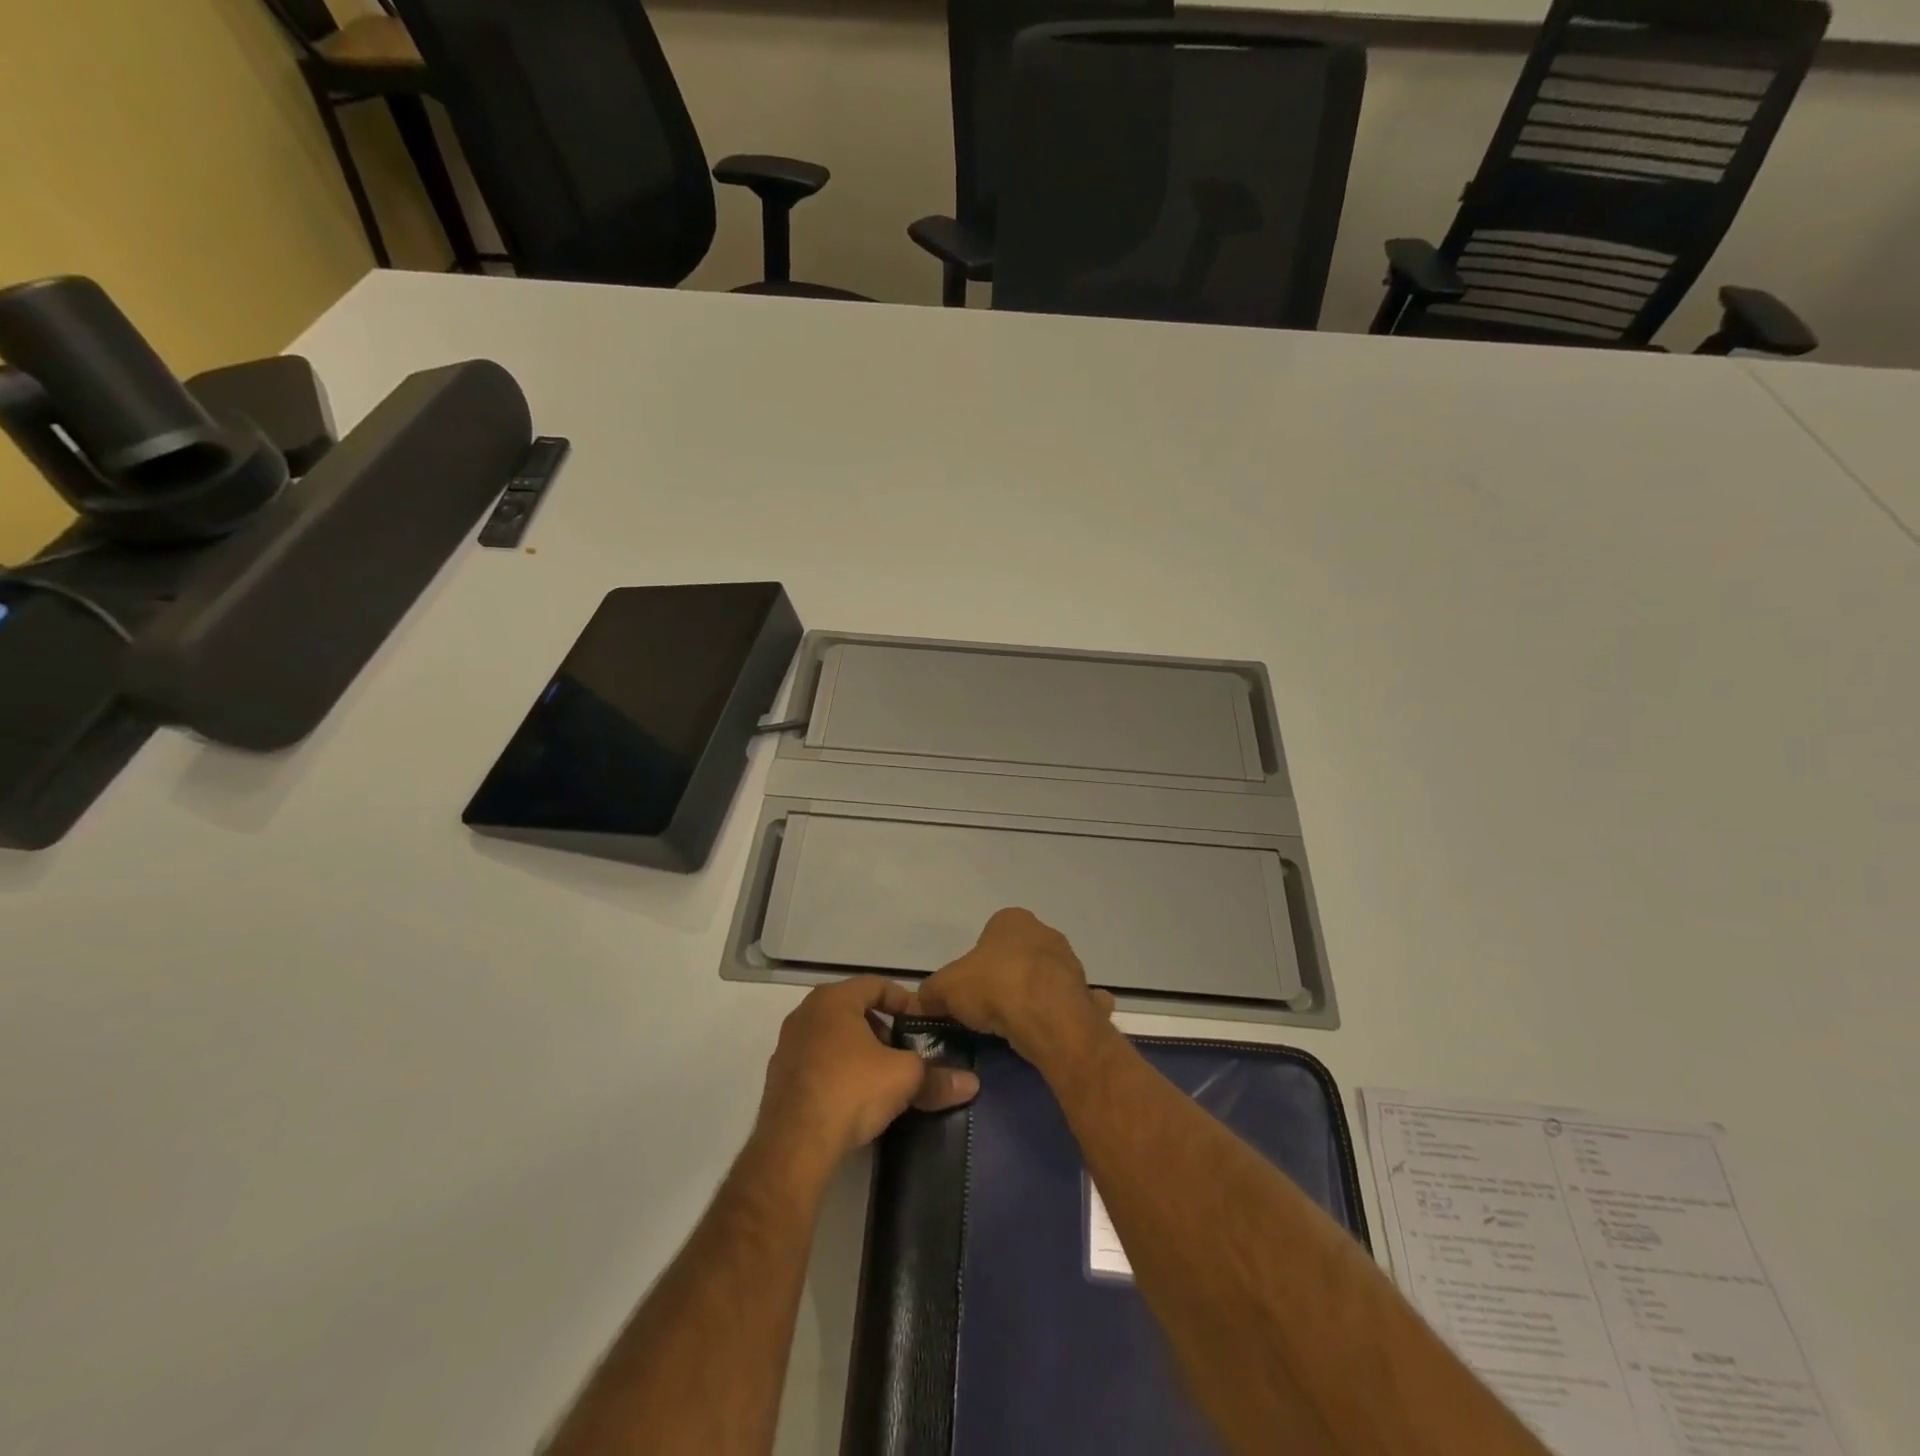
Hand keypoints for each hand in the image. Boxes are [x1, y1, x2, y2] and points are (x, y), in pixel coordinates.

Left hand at [755, 976, 978, 1168]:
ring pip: (833, 1037)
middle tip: (904, 1050)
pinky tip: (854, 1097)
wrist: (794, 1145)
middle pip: (853, 1010)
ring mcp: (788, 1046)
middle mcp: (806, 1014)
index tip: (922, 1023)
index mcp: (833, 999)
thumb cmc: (852, 1090)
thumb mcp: (904, 1078)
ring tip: (882, 1076)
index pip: (876, 985)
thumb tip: (971, 1083)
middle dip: (882, 1027)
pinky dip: (837, 1071)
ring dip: (859, 1050)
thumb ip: (937, 1076)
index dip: (904, 1001)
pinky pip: (816, 1063)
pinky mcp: (778, 1079)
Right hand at [916, 908, 1114, 1062]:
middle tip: (990, 1009)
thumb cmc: (994, 987)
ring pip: (1045, 979)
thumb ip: (930, 993)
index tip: (970, 990)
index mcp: (1012, 920)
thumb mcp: (945, 988)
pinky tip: (1050, 1033)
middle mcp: (1044, 933)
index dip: (977, 964)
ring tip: (1015, 1026)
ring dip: (1034, 997)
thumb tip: (922, 1002)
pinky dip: (1063, 1015)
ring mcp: (1070, 962)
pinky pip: (1072, 1003)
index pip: (990, 936)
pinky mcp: (1085, 993)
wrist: (1047, 1017)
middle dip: (1007, 978)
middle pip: (1018, 956)